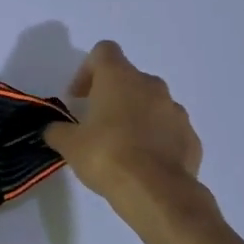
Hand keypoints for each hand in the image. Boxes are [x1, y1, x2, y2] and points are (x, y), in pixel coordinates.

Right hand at [44, 41, 202, 201]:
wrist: (156, 192)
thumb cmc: (107, 156)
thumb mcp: (70, 145)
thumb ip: (58, 131)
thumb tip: (53, 129)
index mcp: (120, 78)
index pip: (104, 51)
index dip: (87, 70)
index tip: (78, 97)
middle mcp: (151, 86)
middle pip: (129, 78)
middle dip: (112, 96)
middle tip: (96, 123)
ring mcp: (176, 111)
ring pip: (152, 103)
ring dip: (136, 116)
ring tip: (122, 146)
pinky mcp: (191, 137)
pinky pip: (169, 130)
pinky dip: (156, 139)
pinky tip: (144, 163)